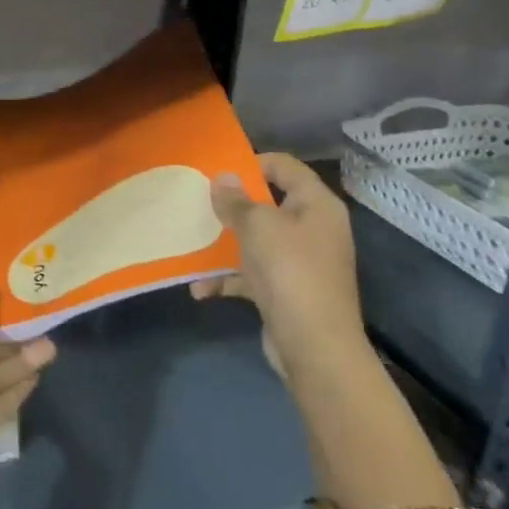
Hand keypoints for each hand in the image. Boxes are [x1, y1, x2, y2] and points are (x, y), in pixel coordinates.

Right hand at [191, 153, 368, 387]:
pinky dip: (228, 279)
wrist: (314, 346)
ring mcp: (301, 262)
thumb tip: (223, 177)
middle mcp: (313, 228)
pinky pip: (253, 274)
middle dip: (231, 205)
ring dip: (224, 244)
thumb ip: (235, 200)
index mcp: (316, 205)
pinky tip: (200, 288)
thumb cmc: (289, 270)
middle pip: (268, 204)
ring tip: (191, 242)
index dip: (251, 162)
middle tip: (198, 202)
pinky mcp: (288, 290)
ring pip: (257, 240)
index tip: (216, 170)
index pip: (285, 166)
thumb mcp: (256, 226)